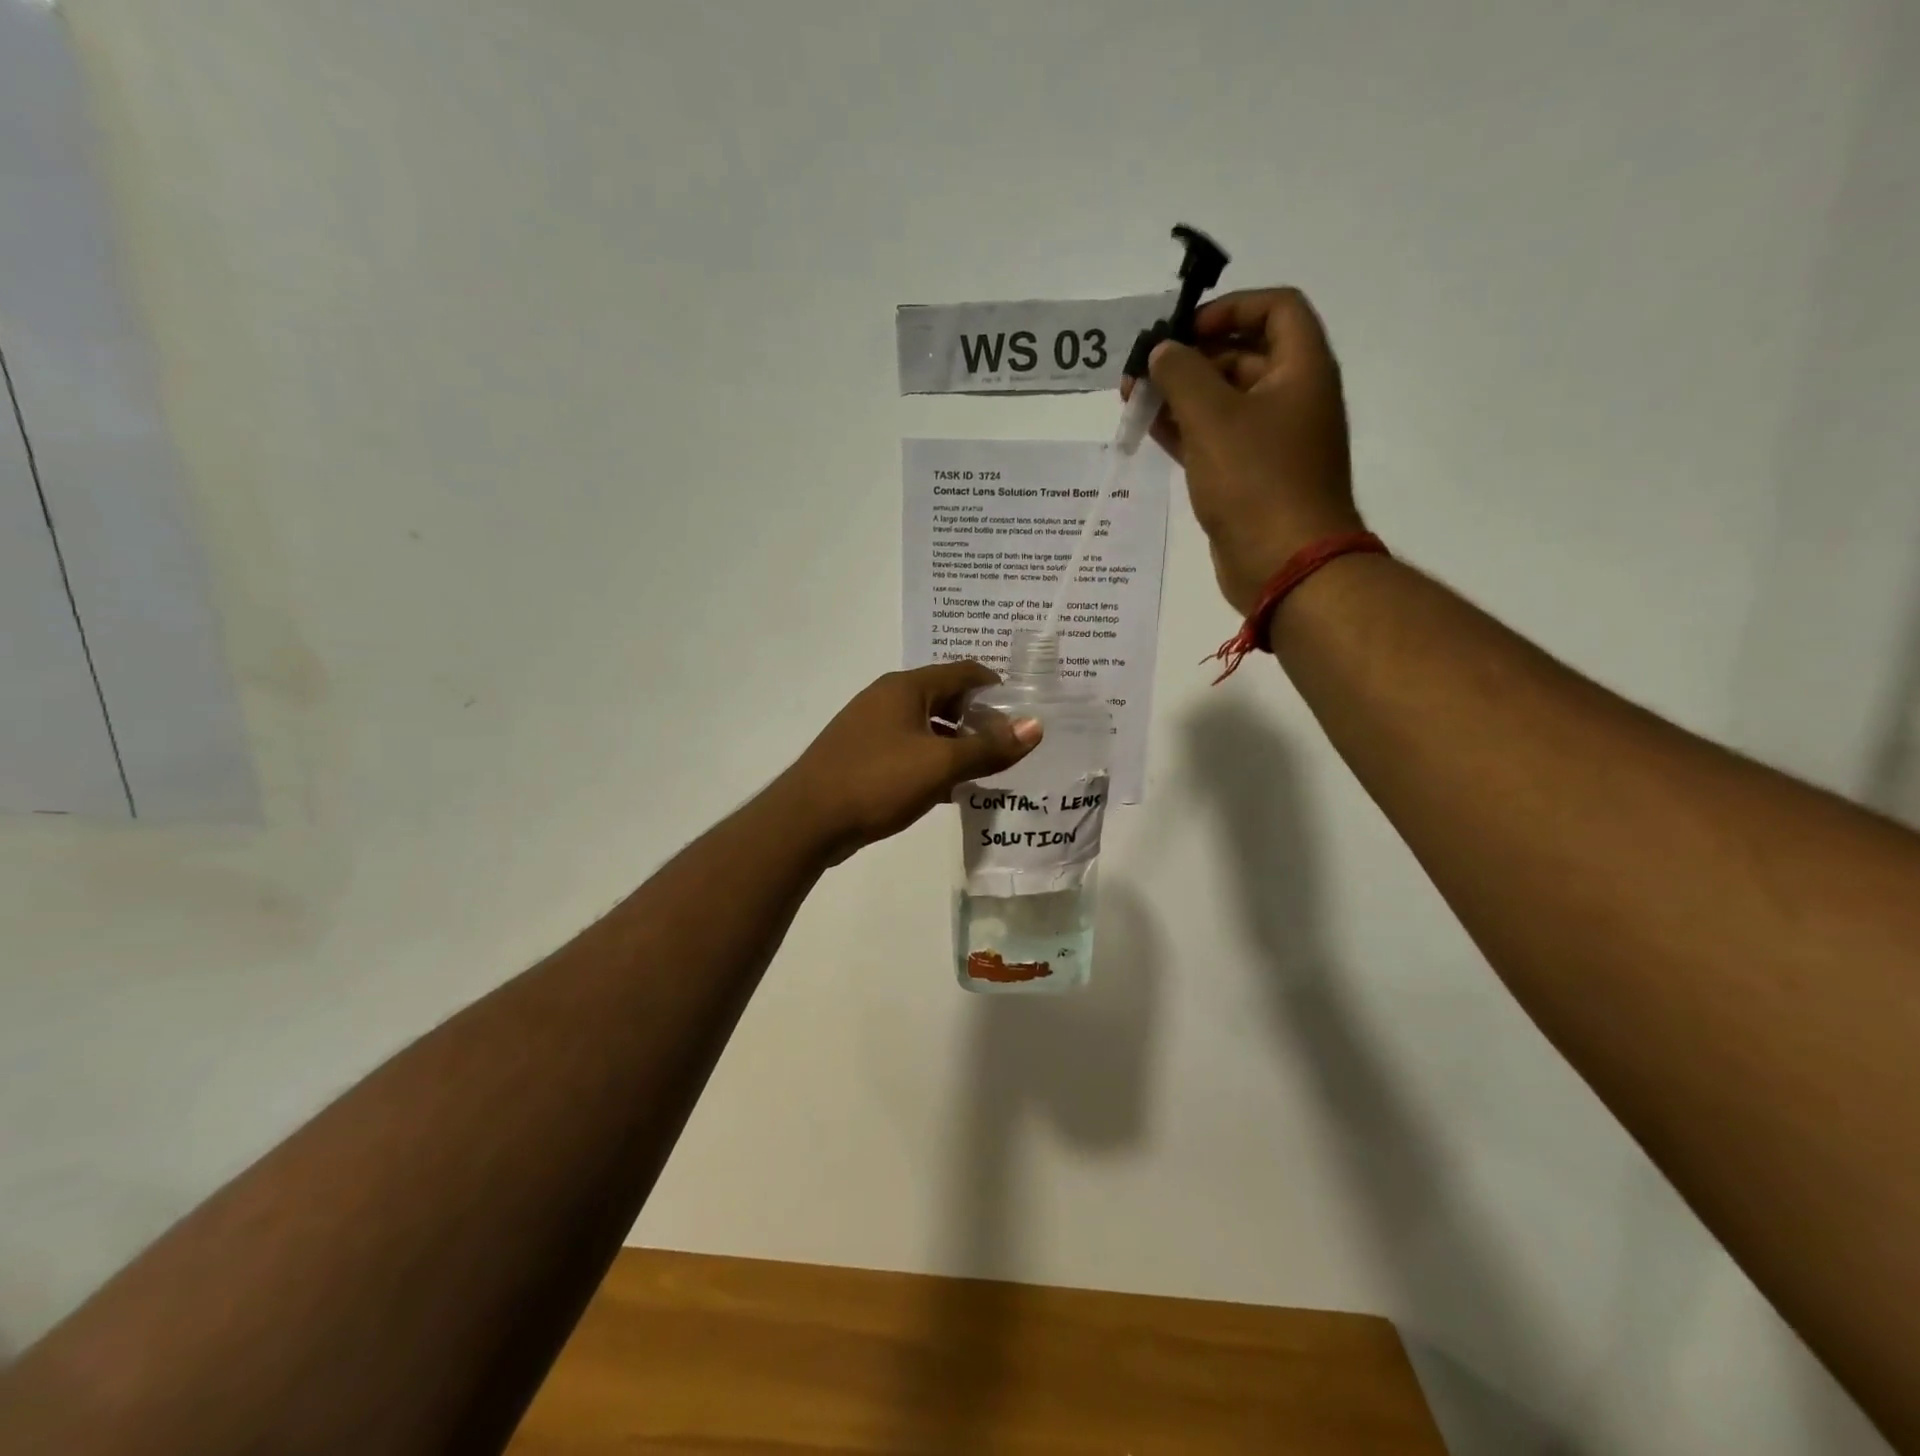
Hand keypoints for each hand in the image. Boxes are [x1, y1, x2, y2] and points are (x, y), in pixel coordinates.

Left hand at [775, 663, 1041, 862]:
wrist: (807, 820)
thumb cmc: (877, 782)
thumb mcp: (940, 765)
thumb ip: (989, 747)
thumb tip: (1035, 726)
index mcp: (906, 687)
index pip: (964, 672)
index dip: (997, 688)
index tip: (1024, 713)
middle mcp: (887, 698)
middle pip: (946, 698)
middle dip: (978, 720)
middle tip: (1009, 746)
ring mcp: (870, 726)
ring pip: (927, 727)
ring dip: (956, 744)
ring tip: (987, 770)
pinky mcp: (861, 754)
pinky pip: (908, 748)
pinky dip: (932, 761)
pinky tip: (949, 790)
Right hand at [1124, 288, 1361, 616]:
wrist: (1283, 564)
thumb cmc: (1256, 481)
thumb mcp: (1213, 418)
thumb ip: (1182, 375)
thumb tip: (1162, 351)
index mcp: (1301, 370)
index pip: (1275, 309)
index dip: (1230, 308)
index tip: (1184, 329)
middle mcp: (1291, 398)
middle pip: (1242, 355)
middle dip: (1190, 358)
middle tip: (1142, 369)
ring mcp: (1270, 442)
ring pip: (1222, 402)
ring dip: (1179, 395)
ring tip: (1132, 397)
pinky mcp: (1249, 478)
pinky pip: (1215, 440)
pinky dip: (1184, 430)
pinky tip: (1148, 427)